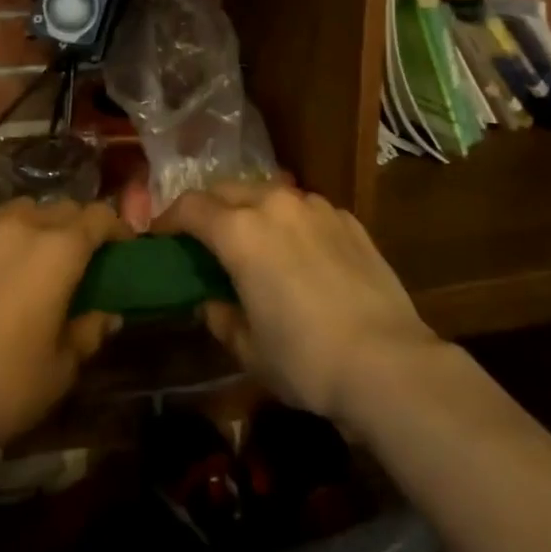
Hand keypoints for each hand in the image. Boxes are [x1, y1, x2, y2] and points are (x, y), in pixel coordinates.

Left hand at [0, 198, 125, 460]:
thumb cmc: (6, 387)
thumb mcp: (62, 367)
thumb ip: (89, 331)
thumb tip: (107, 315)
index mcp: (58, 250)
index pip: (98, 217)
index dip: (115, 228)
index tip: (121, 247)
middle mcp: (18, 228)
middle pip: (59, 208)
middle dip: (75, 226)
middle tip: (77, 257)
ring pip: (16, 212)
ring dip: (33, 227)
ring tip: (29, 259)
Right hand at [158, 183, 441, 427]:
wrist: (389, 362)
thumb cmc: (306, 359)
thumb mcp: (249, 348)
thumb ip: (221, 317)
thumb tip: (213, 301)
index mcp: (240, 232)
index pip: (190, 207)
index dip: (168, 219)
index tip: (160, 236)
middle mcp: (275, 204)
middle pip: (227, 189)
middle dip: (208, 208)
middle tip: (204, 238)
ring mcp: (316, 206)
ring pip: (268, 193)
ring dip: (250, 210)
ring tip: (253, 241)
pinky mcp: (347, 218)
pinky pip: (305, 209)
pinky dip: (290, 221)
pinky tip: (300, 253)